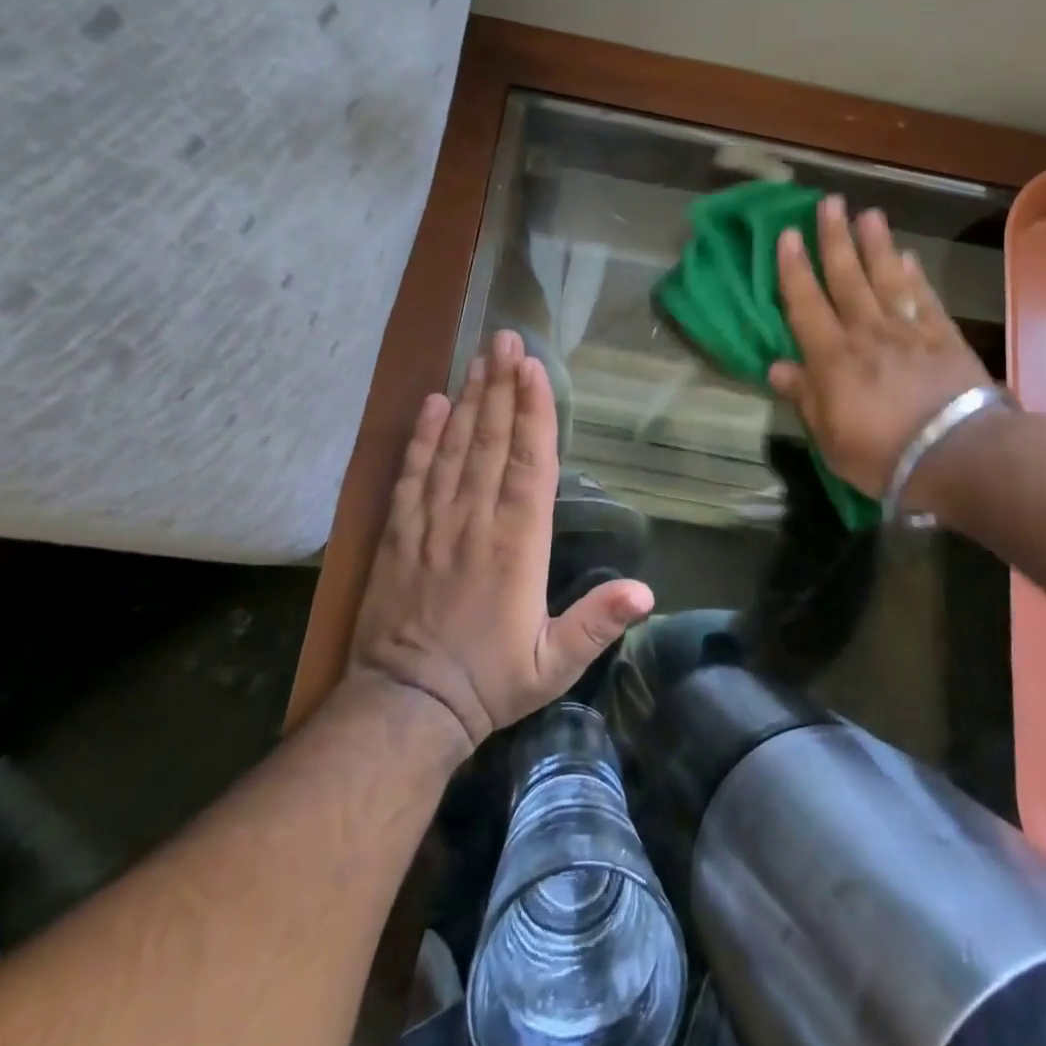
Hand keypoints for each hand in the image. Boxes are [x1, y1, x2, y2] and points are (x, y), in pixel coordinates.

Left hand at [351, 329, 653, 748]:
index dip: (533, 413)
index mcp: (517, 544)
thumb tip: (645, 592)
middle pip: (491, 441)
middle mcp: (475, 521)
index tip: (534, 369)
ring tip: (479, 357)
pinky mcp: (400, 533)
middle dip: (501, 386)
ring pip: (454, 448)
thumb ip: (597, 623)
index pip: (528, 463)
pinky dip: (422, 437)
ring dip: (470, 400)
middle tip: (506, 338)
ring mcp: (433, 523)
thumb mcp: (554, 665)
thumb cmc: (490, 681)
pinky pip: (412, 474)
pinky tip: (433, 404)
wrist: (407, 707)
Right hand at [767, 195, 993, 504]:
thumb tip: (776, 366)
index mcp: (833, 358)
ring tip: (868, 214)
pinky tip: (908, 257)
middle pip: (847, 278)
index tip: (787, 234)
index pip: (806, 304)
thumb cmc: (882, 455)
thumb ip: (805, 396)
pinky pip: (924, 298)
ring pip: (886, 278)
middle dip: (834, 240)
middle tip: (829, 203)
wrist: (957, 455)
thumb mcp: (829, 437)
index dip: (793, 268)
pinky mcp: (944, 336)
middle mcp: (867, 333)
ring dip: (875, 245)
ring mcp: (908, 331)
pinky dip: (914, 275)